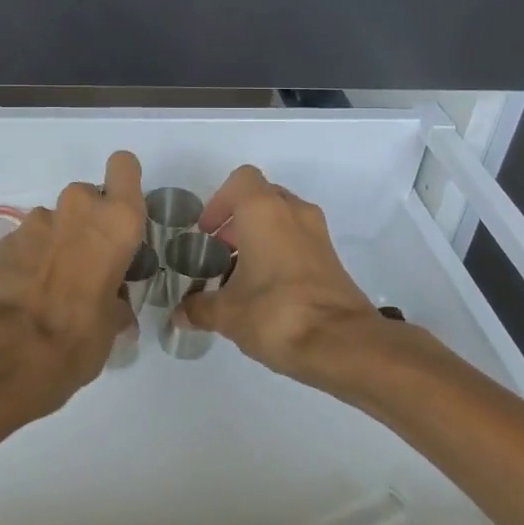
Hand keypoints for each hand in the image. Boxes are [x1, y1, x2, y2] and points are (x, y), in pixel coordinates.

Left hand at [0, 150, 144, 408]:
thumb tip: (113, 306)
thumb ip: (116, 300)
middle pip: (88, 196)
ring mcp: (37, 221)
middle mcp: (79, 208)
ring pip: (55, 219)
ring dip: (57, 241)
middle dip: (87, 222)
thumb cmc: (80, 334)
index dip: (123, 182)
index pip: (124, 166)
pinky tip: (27, 291)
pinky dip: (30, 257)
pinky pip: (28, 240)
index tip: (120, 210)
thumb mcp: (114, 323)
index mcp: (117, 221)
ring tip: (54, 283)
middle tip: (88, 261)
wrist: (10, 350)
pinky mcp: (6, 238)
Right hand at [179, 165, 379, 385]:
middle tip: (220, 253)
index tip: (207, 233)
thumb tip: (181, 314)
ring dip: (260, 237)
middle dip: (238, 221)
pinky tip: (266, 291)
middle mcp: (293, 211)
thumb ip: (200, 308)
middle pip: (261, 198)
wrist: (342, 344)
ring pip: (283, 219)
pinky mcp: (332, 258)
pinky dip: (280, 253)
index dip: (219, 202)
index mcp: (264, 210)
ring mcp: (317, 234)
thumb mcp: (227, 314)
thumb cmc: (275, 313)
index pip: (240, 180)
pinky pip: (299, 241)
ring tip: (241, 275)